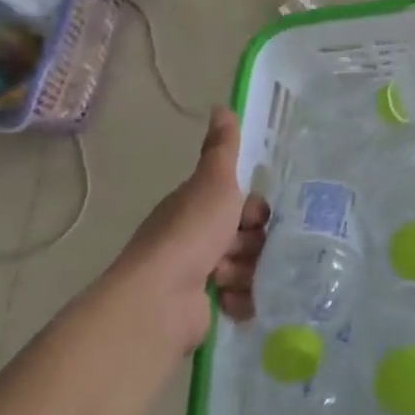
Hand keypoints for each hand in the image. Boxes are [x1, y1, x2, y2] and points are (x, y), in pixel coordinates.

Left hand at [109, 108, 269, 352]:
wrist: (159, 300)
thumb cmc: (189, 235)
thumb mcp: (213, 183)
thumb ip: (222, 149)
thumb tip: (221, 105)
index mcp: (197, 208)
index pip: (243, 205)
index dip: (255, 211)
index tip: (255, 218)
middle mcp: (196, 240)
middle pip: (249, 237)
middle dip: (253, 245)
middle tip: (241, 251)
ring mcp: (199, 276)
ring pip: (249, 267)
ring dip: (247, 272)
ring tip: (230, 279)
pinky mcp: (204, 308)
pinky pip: (243, 298)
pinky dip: (243, 299)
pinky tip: (233, 300)